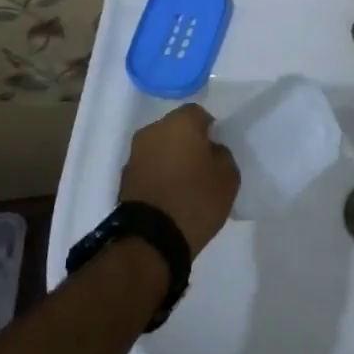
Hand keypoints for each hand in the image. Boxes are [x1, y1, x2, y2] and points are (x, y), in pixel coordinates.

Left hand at [120, 103, 239, 256]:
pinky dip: (158, 176)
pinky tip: (168, 197)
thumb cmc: (196, 199)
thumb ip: (222, 154)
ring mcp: (135, 154)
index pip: (199, 114)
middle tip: (201, 167)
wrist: (152, 238)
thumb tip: (210, 150)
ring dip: (170, 159)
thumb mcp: (228, 176)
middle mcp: (153, 130)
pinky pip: (148, 168)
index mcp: (180, 122)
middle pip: (175, 129)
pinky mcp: (124, 178)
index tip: (216, 152)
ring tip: (184, 185)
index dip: (210, 131)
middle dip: (187, 143)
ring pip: (159, 148)